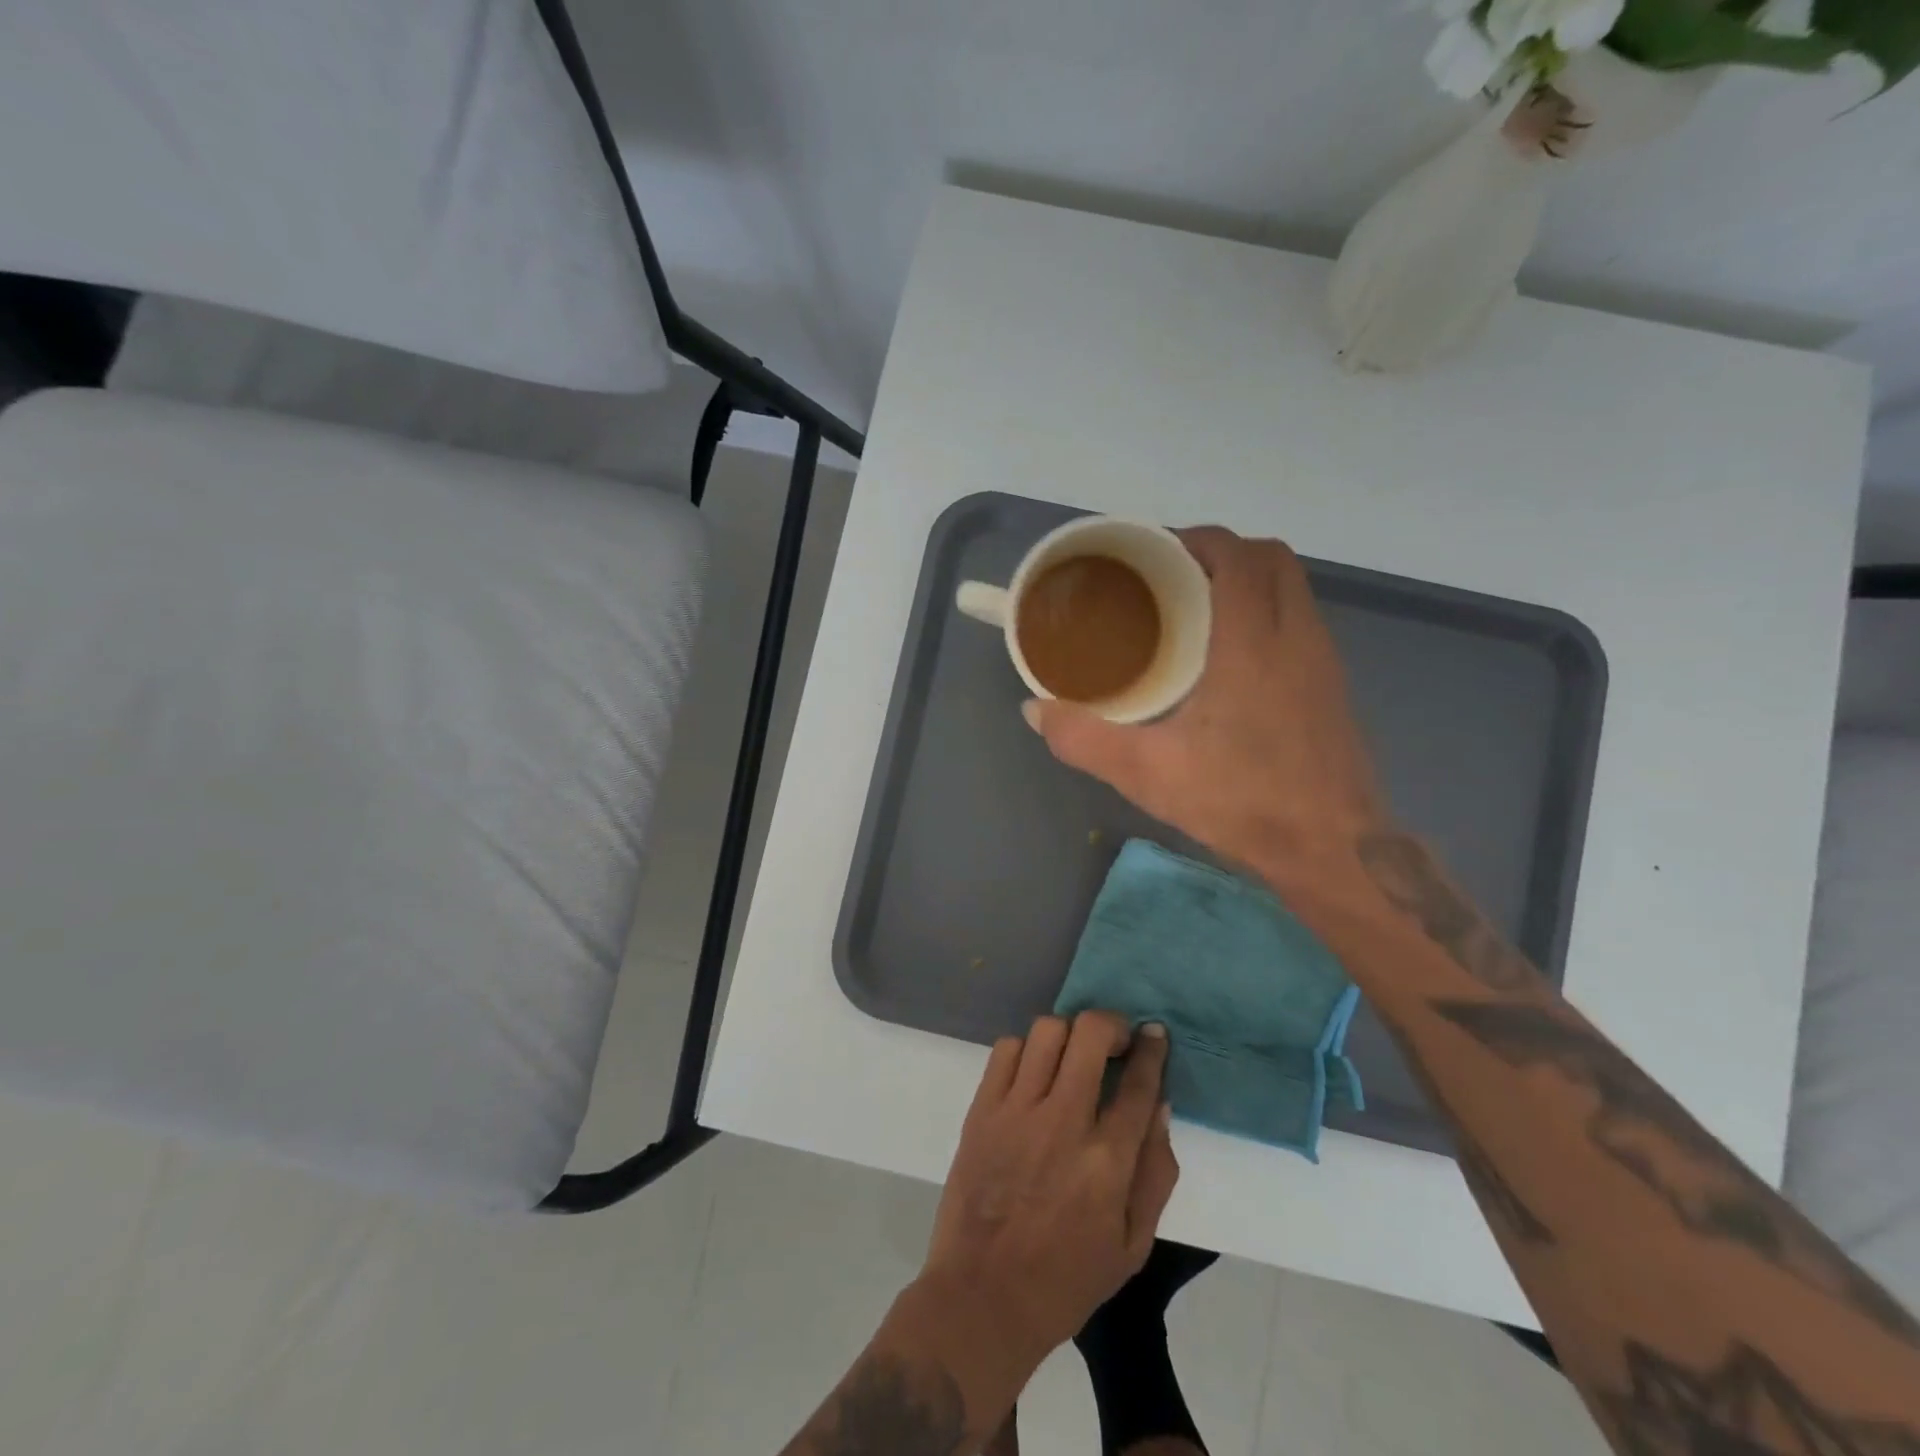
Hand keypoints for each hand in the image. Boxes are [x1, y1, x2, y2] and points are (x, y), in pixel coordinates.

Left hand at [920, 1012, 1177, 1365]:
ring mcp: (1017, 1111)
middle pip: (1091, 1035)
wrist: (983, 1296)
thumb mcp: (1132, 1246)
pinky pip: (1007, 1049)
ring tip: (1073, 1056)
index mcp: (1106, 1162)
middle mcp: (1063, 1123)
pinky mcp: (982, 1109)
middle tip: (1115, 1043)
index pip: (1138, 1084)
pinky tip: (1034, 1072)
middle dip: (1111, 1025)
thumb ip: (1155, 1173)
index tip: (1154, 1033)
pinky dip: (1027, 1049)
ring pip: (1047, 1031)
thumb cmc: (1066, 1279)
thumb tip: (1160, 1105)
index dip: (1152, 1049)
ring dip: (1069, 1035)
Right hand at [1026, 527, 1386, 903]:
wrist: (1333, 850)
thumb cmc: (1243, 802)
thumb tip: (1036, 711)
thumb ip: (1084, 738)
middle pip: (1272, 558)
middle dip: (1223, 552)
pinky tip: (1228, 659)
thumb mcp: (1148, 774)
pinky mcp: (1333, 686)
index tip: (1153, 553)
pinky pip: (1299, 621)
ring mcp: (1323, 661)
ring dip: (1247, 581)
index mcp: (1253, 643)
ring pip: (1292, 588)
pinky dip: (1265, 613)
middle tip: (1171, 577)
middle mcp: (1297, 637)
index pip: (1237, 556)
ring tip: (1194, 611)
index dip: (1196, 539)